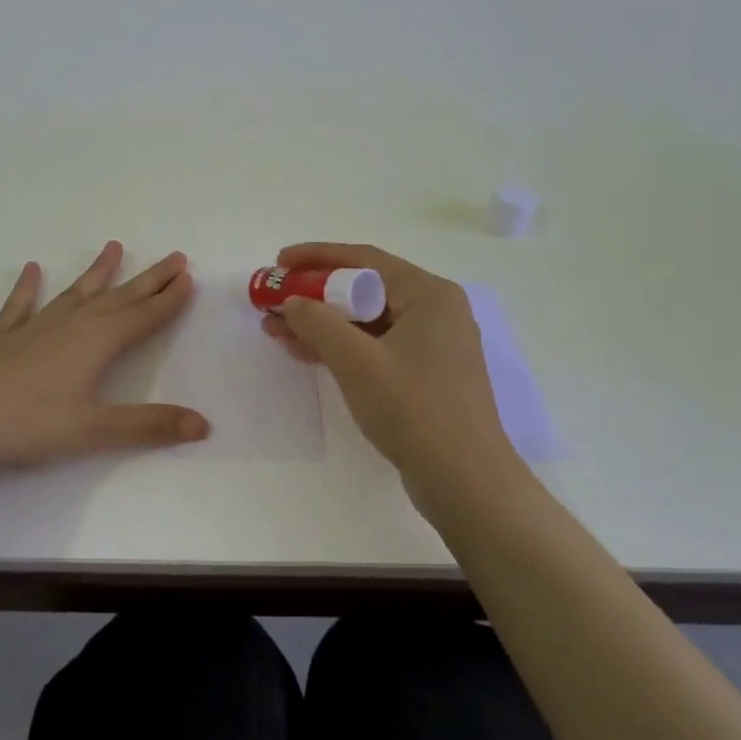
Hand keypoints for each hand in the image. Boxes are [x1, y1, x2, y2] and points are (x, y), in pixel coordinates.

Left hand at [0, 242, 208, 478]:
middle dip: (149, 279)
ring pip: (76, 292)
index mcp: (97, 342)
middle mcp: (71, 324)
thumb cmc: (31, 424)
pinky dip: (28, 287)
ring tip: (114, 246)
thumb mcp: (96, 430)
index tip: (189, 277)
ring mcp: (36, 327)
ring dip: (97, 271)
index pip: (143, 316)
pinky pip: (21, 305)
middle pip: (119, 297)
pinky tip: (32, 269)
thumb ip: (150, 426)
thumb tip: (204, 425)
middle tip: (174, 257)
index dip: (168, 299)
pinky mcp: (5, 337)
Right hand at [261, 242, 524, 510]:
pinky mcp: (426, 375)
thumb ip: (317, 322)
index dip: (317, 257)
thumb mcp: (356, 361)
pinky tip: (306, 352)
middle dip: (315, 295)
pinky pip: (376, 346)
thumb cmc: (413, 409)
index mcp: (429, 294)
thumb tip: (292, 301)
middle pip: (365, 288)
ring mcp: (433, 345)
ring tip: (276, 329)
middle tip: (274, 299)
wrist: (465, 482)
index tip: (279, 262)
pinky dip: (342, 347)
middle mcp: (436, 311)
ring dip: (322, 323)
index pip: (365, 259)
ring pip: (367, 320)